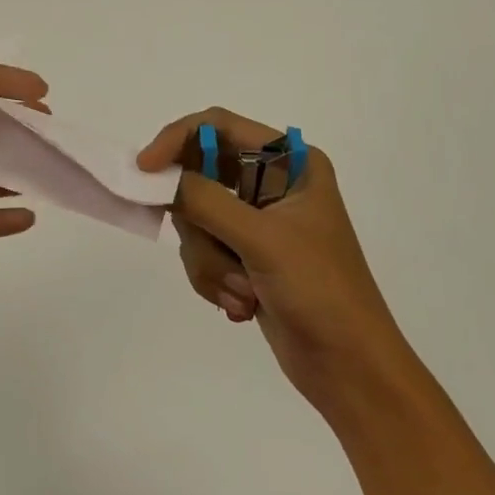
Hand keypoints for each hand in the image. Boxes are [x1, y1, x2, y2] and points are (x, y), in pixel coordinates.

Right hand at [138, 109, 398, 419]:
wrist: (349, 368)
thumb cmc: (320, 291)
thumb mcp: (261, 240)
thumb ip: (205, 200)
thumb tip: (157, 177)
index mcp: (292, 162)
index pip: (218, 126)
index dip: (177, 140)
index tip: (145, 171)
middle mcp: (273, 183)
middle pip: (199, 178)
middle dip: (201, 226)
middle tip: (218, 254)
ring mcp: (257, 222)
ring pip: (195, 221)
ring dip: (212, 262)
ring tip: (245, 292)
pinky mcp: (245, 255)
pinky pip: (202, 252)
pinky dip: (214, 280)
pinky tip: (244, 306)